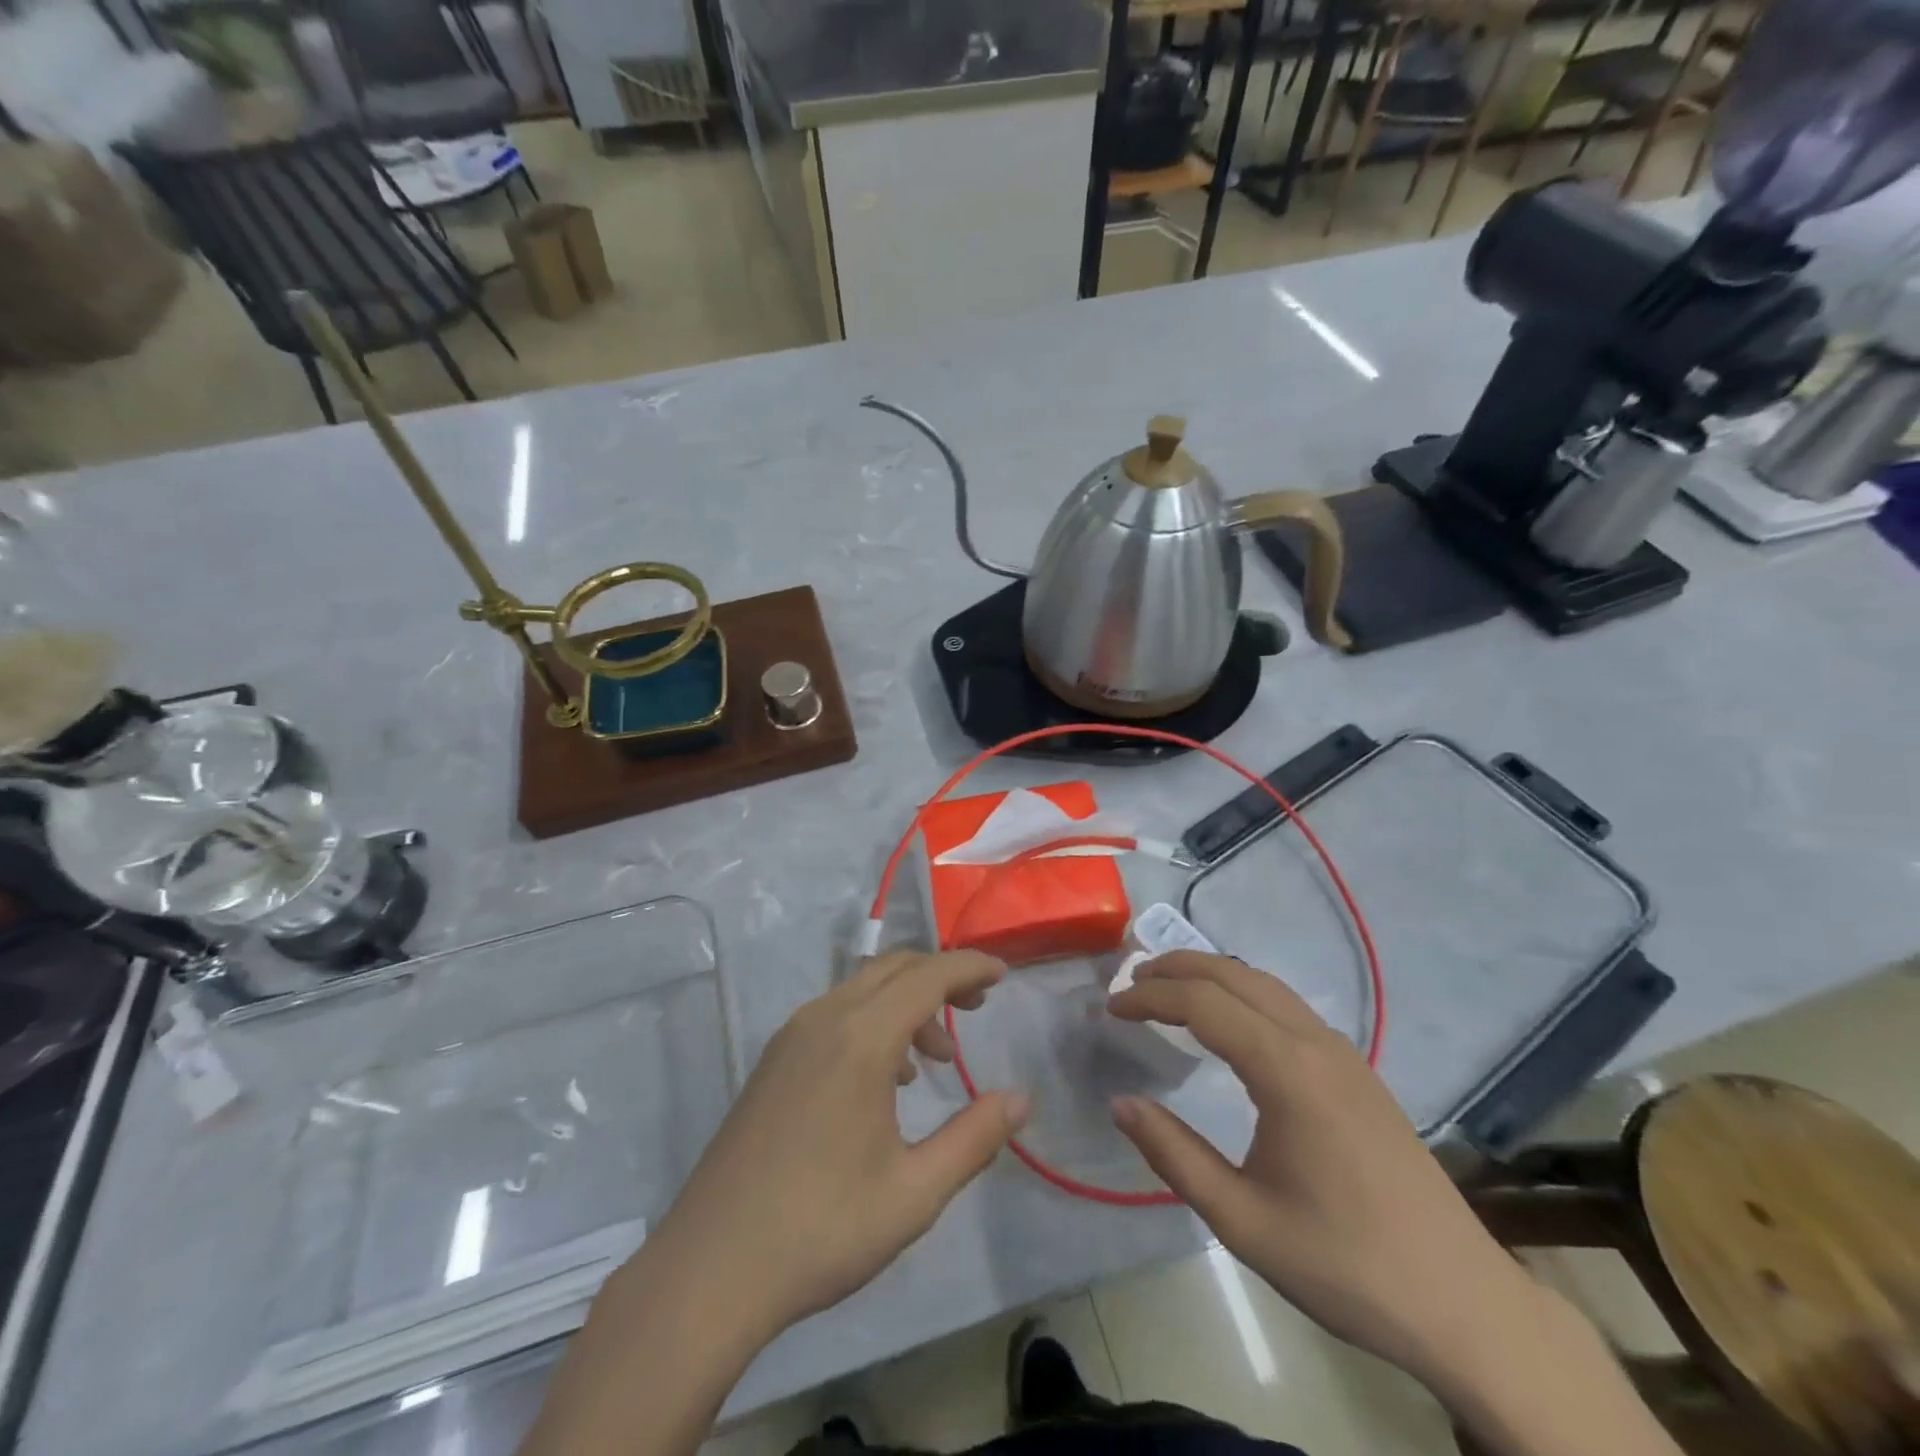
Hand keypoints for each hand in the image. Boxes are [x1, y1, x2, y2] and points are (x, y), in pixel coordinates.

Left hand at [640, 948, 1028, 1345]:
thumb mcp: (914, 1193)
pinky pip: (835, 1013)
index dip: (969, 968)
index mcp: (861, 1038)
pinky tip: (884, 1078)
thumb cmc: (821, 1229)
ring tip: (934, 1059)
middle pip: (893, 968)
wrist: (710, 1269)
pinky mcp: (773, 1060)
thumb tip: (1021, 1099)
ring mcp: (791, 1037)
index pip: (927, 976)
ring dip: (906, 1003)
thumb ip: (974, 1138)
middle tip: (977, 1007)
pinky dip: (873, 1020)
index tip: (1004, 975)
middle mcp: (824, 1019)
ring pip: (862, 989)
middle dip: (940, 976)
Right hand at [1107, 951, 1542, 1390]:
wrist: (1463, 1304)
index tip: (1110, 1009)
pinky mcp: (1357, 1071)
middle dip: (1175, 968)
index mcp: (1287, 1071)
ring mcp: (1343, 1053)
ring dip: (1210, 976)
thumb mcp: (1243, 1220)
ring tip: (1167, 990)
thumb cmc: (1345, 1263)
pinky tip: (1227, 1023)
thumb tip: (1120, 1103)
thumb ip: (1174, 1155)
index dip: (1149, 998)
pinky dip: (1241, 994)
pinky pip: (1287, 1006)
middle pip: (1234, 975)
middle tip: (1129, 983)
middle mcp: (1316, 1043)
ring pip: (1264, 984)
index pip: (1202, 1003)